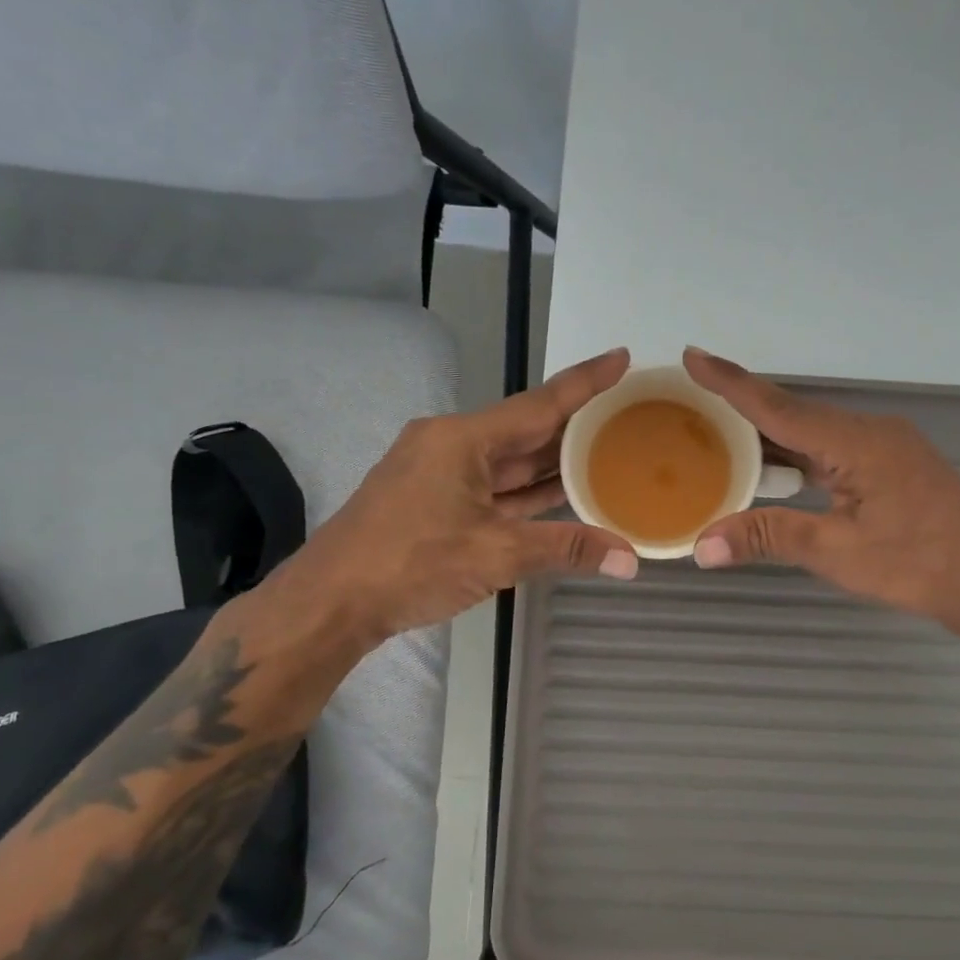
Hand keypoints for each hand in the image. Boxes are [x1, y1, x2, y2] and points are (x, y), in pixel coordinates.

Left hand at [254, 349, 640, 654]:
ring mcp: (440, 474)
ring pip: (511, 461)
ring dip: (554, 460)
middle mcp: (452, 445)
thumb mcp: (496, 554)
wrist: (330, 602)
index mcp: (463, 439)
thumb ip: (566, 549)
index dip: (585, 381)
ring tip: (606, 450)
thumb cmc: (410, 563)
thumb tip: (630, 560)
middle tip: (626, 413)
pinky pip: (495, 486)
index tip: (622, 357)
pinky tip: (562, 492)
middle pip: (527, 430)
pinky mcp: (434, 502)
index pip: (540, 403)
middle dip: (575, 424)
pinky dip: (528, 490)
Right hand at [684, 348, 959, 631]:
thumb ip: (769, 538)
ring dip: (769, 437)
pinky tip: (774, 470)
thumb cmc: (919, 564)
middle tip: (691, 404)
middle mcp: (869, 431)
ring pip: (812, 434)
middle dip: (742, 408)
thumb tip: (702, 546)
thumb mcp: (837, 552)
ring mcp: (884, 447)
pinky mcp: (892, 466)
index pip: (778, 407)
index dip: (731, 382)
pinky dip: (797, 456)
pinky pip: (831, 451)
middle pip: (793, 414)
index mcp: (855, 441)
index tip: (692, 355)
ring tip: (718, 438)